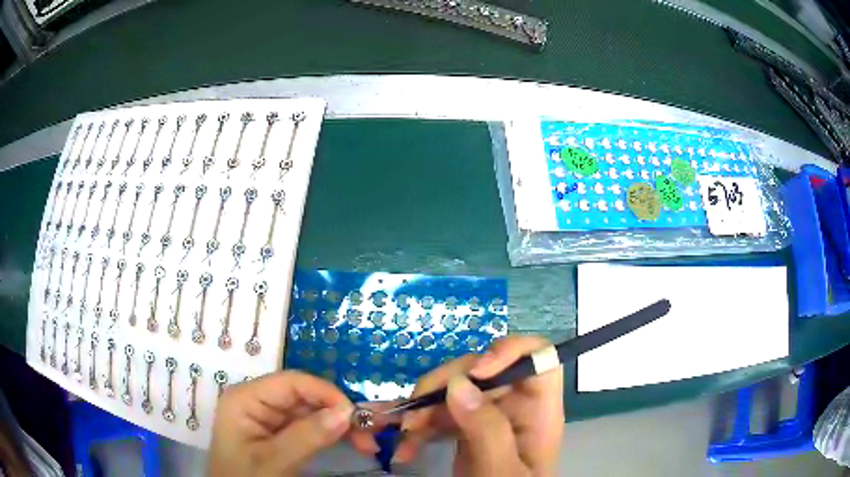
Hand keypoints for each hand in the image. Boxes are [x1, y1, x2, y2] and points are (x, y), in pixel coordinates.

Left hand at [208, 371, 376, 476]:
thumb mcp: (274, 462)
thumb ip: (307, 436)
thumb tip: (347, 412)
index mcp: (246, 398)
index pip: (292, 382)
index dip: (327, 393)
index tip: (357, 416)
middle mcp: (257, 401)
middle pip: (304, 396)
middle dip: (338, 412)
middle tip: (370, 435)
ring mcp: (268, 418)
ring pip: (311, 411)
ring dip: (339, 425)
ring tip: (367, 443)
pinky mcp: (277, 433)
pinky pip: (308, 426)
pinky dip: (331, 434)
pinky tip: (351, 442)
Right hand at [393, 336, 563, 475]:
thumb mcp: (501, 471)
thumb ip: (487, 431)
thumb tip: (458, 384)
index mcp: (538, 411)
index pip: (538, 358)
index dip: (510, 351)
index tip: (476, 372)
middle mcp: (515, 407)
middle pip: (483, 371)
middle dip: (444, 386)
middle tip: (414, 414)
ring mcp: (488, 418)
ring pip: (454, 392)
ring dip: (423, 409)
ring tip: (402, 434)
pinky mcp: (466, 430)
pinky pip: (441, 415)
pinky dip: (419, 428)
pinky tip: (404, 448)